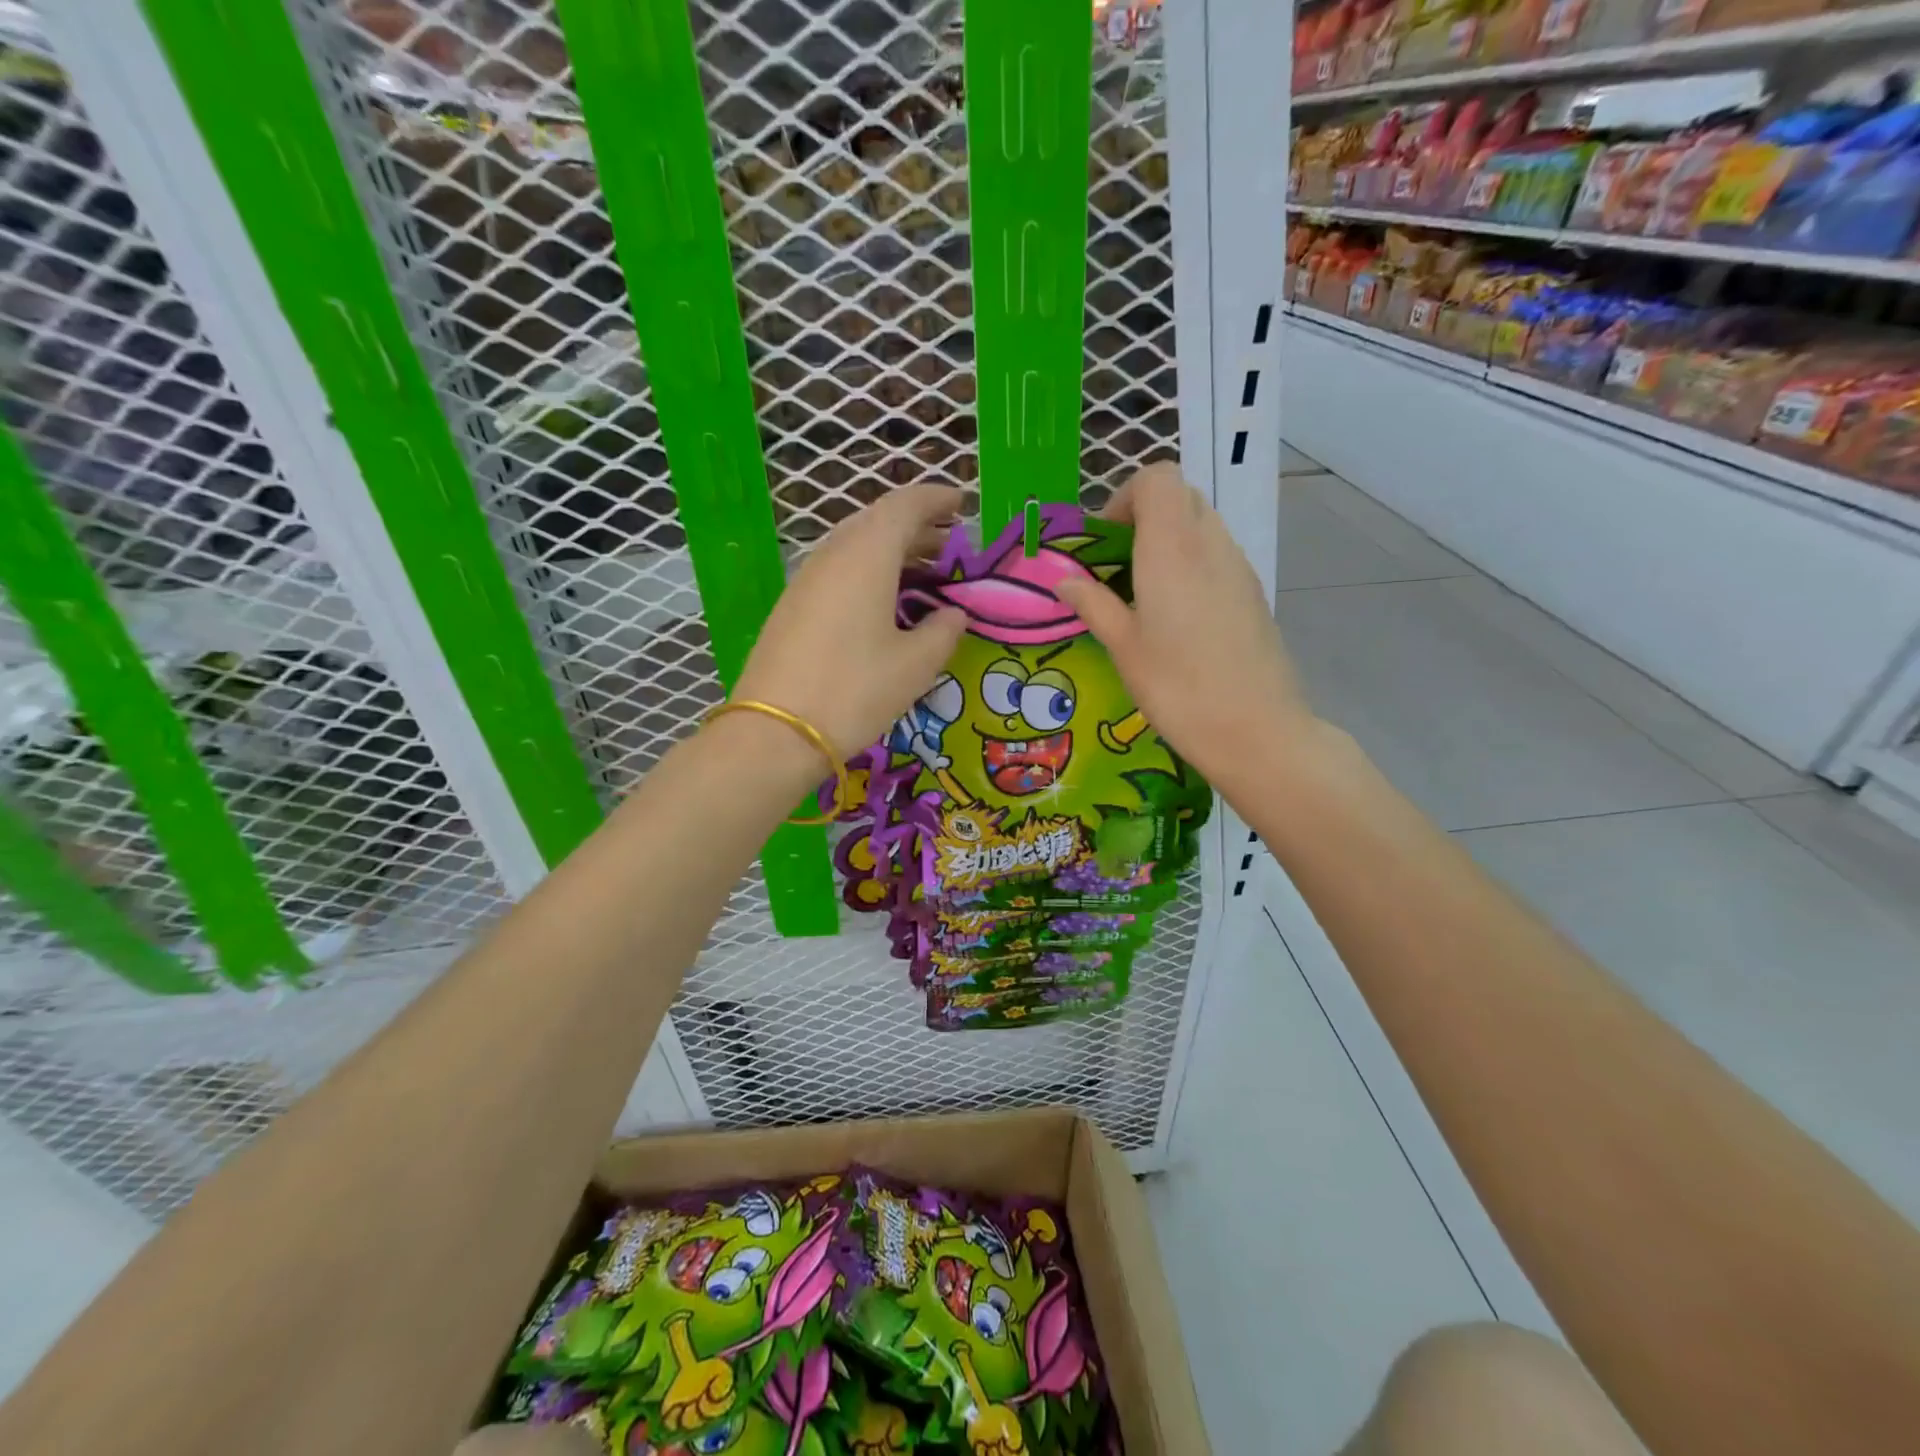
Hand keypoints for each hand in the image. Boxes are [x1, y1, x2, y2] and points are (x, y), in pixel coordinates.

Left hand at [733, 484, 967, 759]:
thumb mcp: (915, 665)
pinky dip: (868, 572)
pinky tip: (883, 602)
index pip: (905, 505)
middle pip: (877, 522)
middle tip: (949, 545)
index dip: (937, 499)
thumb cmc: (855, 691)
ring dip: (892, 551)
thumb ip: (943, 631)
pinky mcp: (792, 606)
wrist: (775, 732)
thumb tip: (953, 614)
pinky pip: (838, 570)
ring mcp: (806, 580)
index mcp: (867, 555)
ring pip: (855, 546)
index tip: (962, 503)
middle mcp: (833, 555)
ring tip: (923, 574)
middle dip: (917, 527)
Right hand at [1054, 463, 1314, 789]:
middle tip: (1117, 564)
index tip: (1104, 540)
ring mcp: (1238, 566)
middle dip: (1143, 517)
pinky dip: (1190, 563)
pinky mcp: (1252, 591)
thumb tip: (1064, 580)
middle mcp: (1210, 544)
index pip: (1158, 478)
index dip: (1125, 496)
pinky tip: (1176, 615)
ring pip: (1201, 524)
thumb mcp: (1123, 647)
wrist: (1256, 729)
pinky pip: (1217, 554)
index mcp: (1172, 548)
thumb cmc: (1178, 688)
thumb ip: (1093, 604)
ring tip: (1143, 592)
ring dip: (1167, 541)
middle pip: (1180, 496)